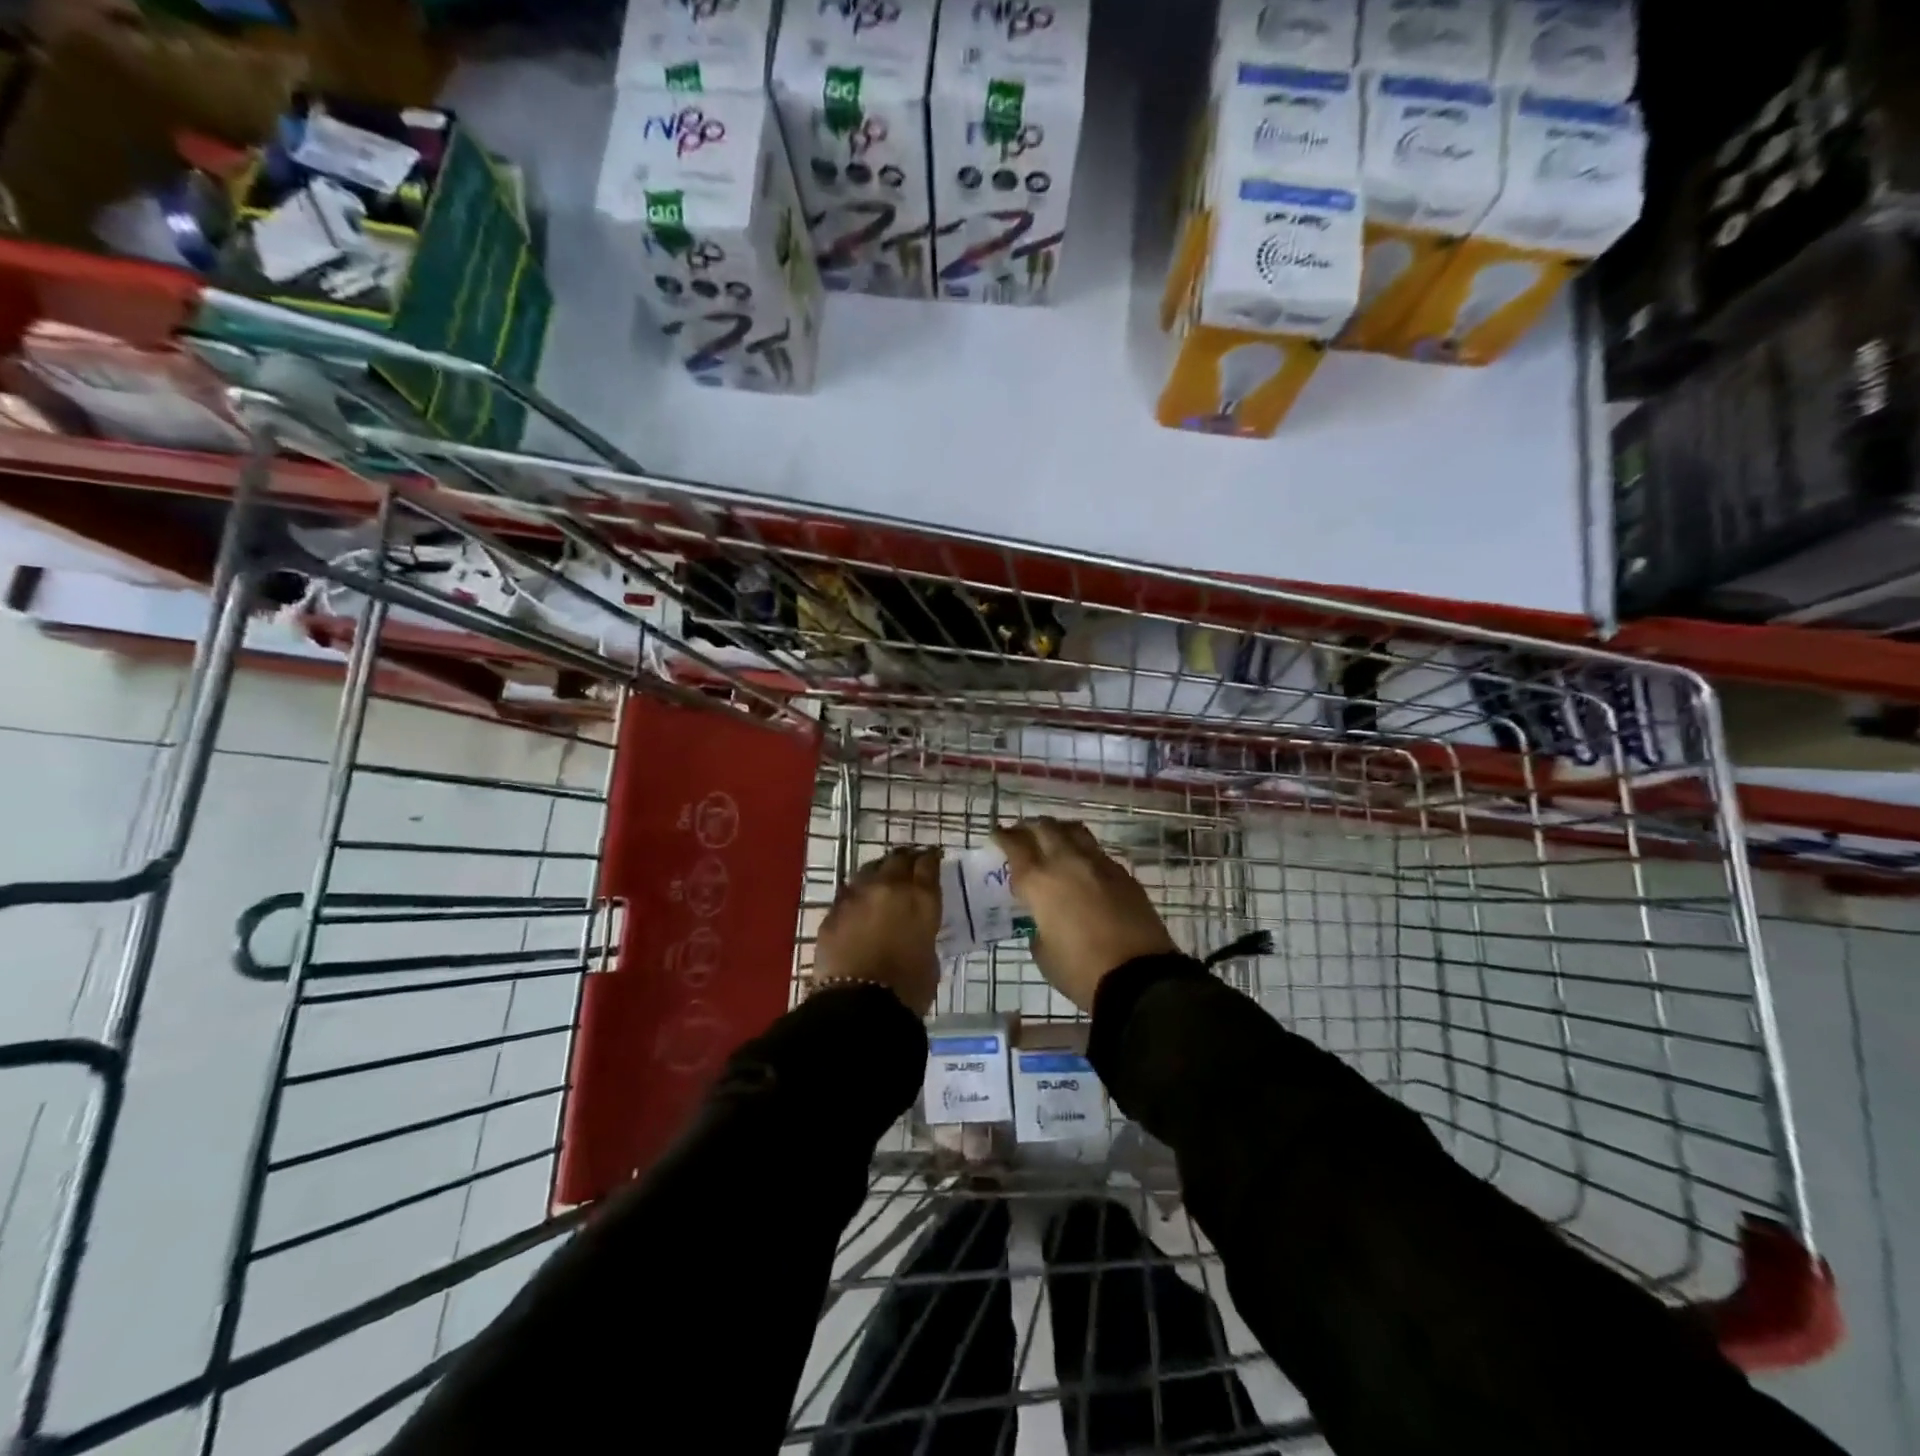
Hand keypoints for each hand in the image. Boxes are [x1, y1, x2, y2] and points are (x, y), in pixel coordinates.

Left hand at [812, 846, 941, 1016]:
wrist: (859, 1004)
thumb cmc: (908, 988)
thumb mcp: (930, 957)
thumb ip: (923, 933)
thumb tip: (914, 931)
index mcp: (920, 898)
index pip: (928, 864)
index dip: (931, 859)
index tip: (933, 858)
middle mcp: (889, 887)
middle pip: (898, 859)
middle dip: (906, 860)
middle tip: (910, 865)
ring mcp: (857, 895)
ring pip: (869, 869)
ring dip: (879, 872)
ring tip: (883, 880)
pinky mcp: (833, 911)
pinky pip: (848, 893)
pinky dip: (857, 895)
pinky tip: (859, 904)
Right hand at [990, 818, 1176, 1012]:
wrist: (1139, 977)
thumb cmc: (1081, 971)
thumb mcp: (1044, 954)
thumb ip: (1038, 928)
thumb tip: (1044, 920)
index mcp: (1039, 882)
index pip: (1015, 846)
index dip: (1003, 837)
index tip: (997, 835)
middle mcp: (1067, 862)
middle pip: (1044, 828)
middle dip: (1029, 828)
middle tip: (1022, 835)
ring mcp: (1098, 864)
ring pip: (1073, 831)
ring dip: (1058, 831)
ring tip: (1053, 839)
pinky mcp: (1123, 873)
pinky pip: (1097, 851)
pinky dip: (1083, 851)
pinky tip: (1082, 865)